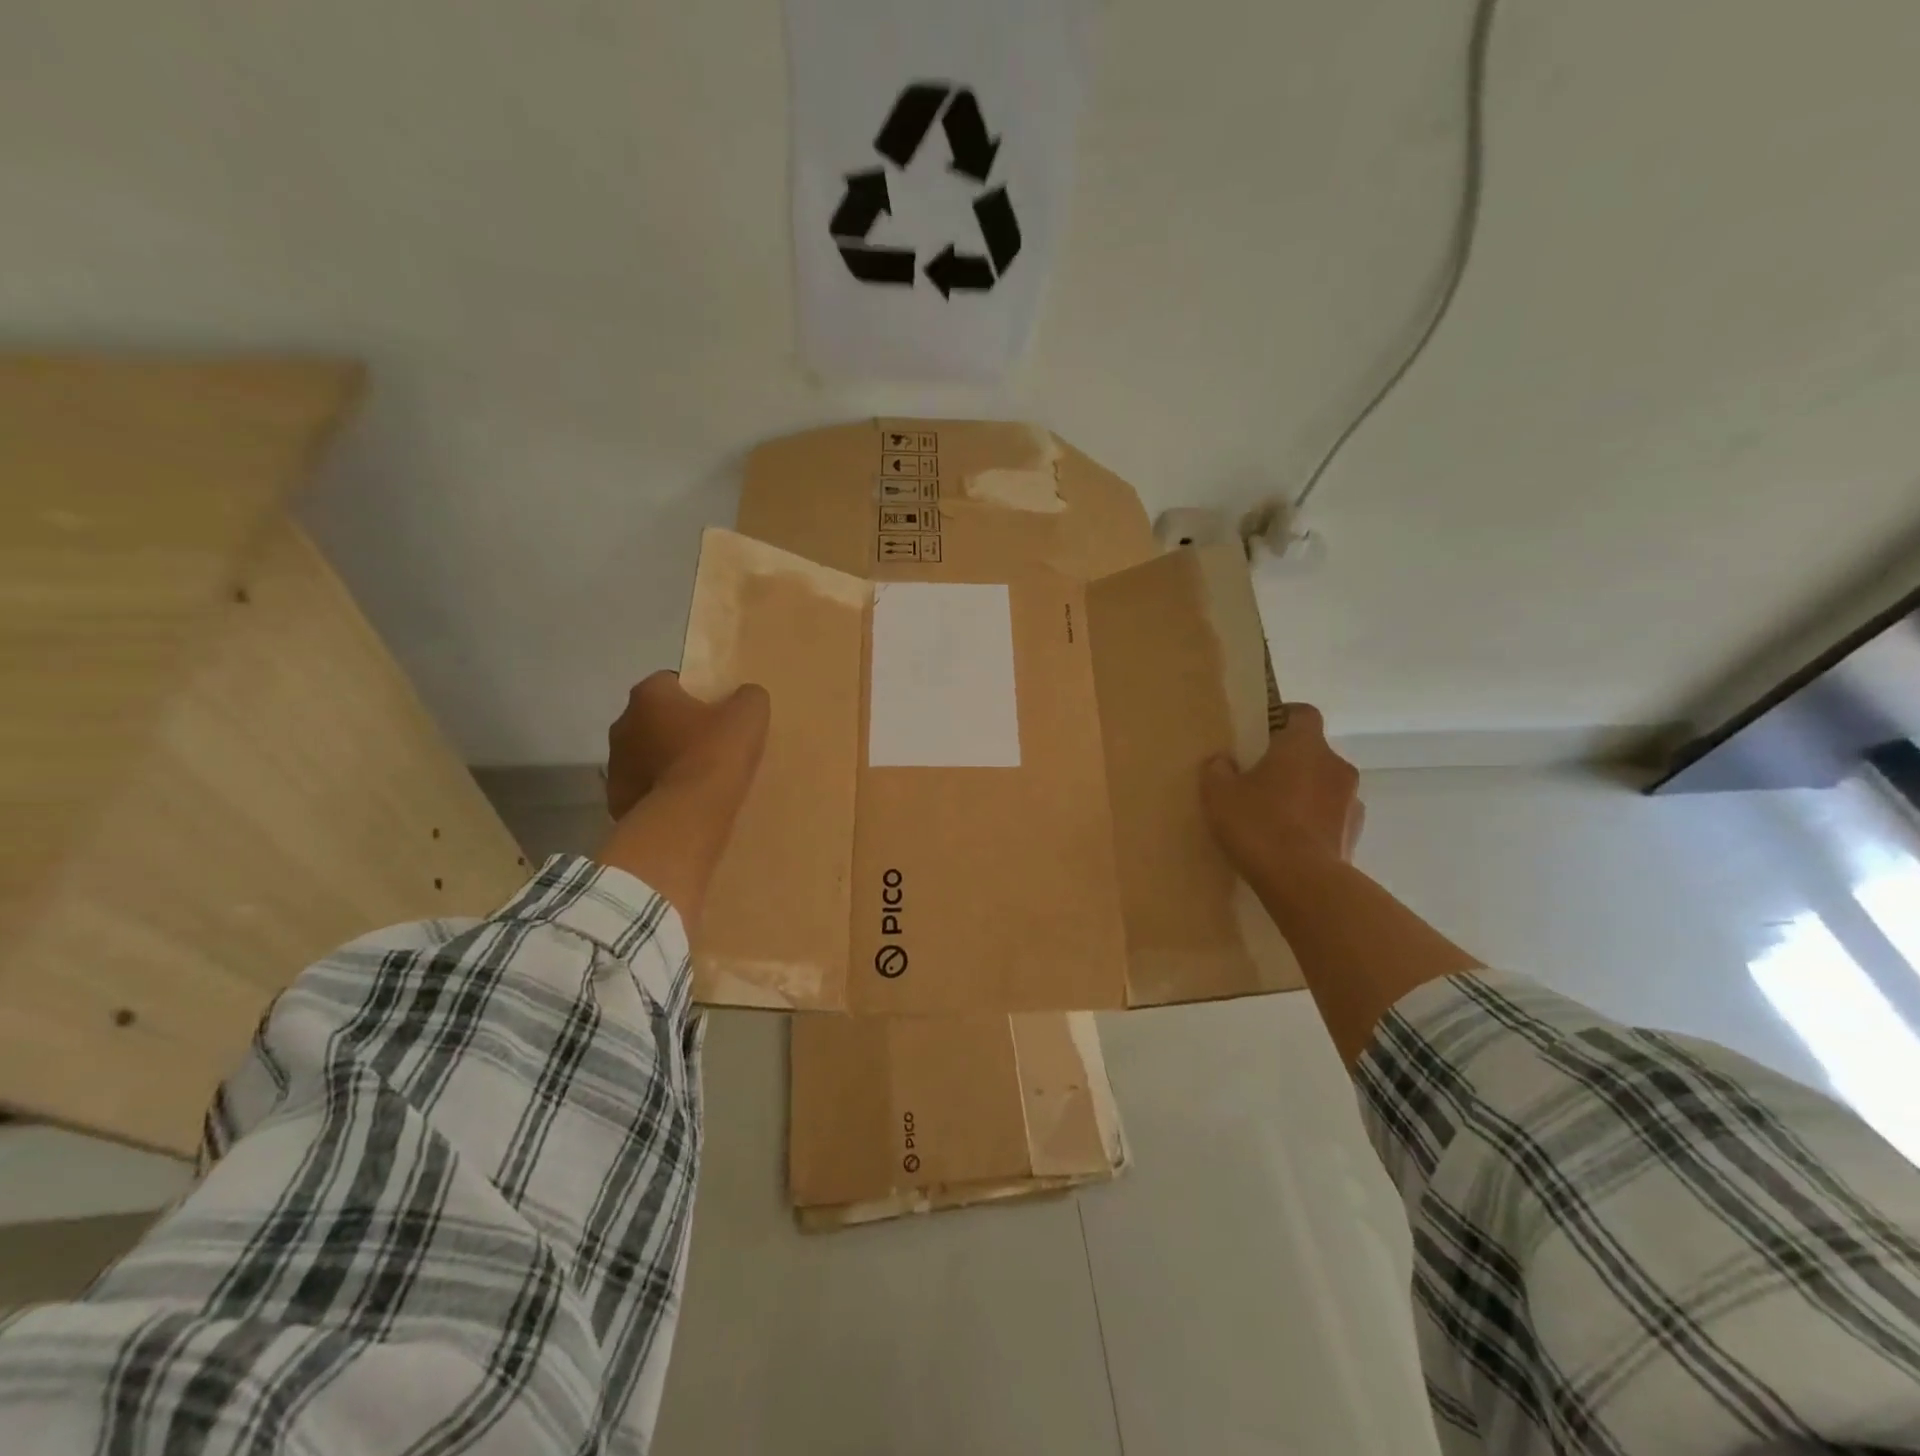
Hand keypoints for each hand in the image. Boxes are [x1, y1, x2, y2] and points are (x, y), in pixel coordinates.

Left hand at [605, 671, 768, 820]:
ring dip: (664, 760)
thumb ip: (747, 697)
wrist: (687, 815)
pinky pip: (642, 787)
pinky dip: (658, 791)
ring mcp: (615, 763)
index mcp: (649, 695)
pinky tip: (683, 802)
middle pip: (654, 718)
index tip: (717, 713)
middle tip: (709, 746)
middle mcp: (623, 723)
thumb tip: (745, 697)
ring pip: (644, 753)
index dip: (696, 695)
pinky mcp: (616, 798)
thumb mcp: (749, 715)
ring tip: (697, 778)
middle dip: (676, 727)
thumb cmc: (716, 755)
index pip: (670, 681)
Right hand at [1201, 704, 1362, 874]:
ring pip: (1324, 786)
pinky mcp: (1355, 835)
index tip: (1262, 733)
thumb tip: (1224, 762)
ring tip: (1275, 817)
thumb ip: (1218, 770)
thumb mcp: (1218, 794)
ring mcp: (1352, 801)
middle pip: (1313, 752)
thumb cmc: (1259, 824)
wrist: (1302, 882)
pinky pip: (1331, 818)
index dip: (1284, 718)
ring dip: (1305, 794)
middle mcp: (1336, 765)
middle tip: (1259, 780)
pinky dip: (1314, 823)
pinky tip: (1290, 842)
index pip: (1303, 713)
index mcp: (1305, 745)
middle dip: (1290, 763)